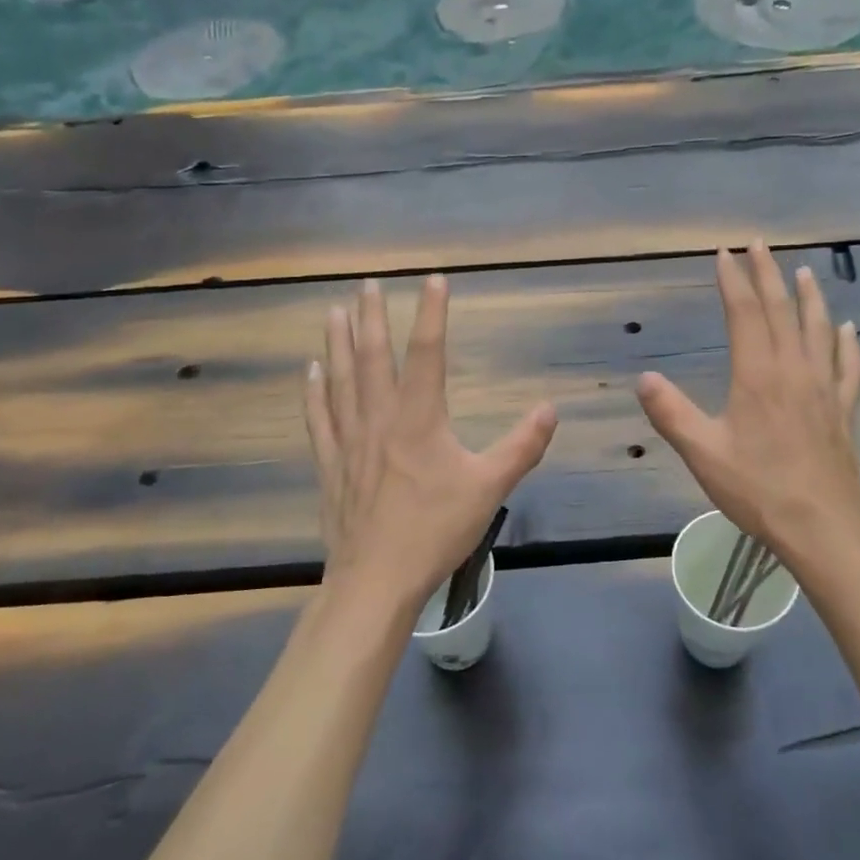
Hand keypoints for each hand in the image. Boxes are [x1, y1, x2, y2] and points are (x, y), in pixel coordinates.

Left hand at [305, 275, 557, 619]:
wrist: (377, 580)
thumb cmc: (435, 530)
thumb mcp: (489, 488)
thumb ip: (521, 446)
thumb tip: (550, 409)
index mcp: (419, 419)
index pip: (426, 354)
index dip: (431, 314)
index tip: (433, 279)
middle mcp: (379, 419)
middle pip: (372, 357)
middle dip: (372, 317)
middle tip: (366, 283)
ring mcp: (349, 440)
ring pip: (340, 380)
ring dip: (338, 343)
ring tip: (334, 310)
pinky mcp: (331, 465)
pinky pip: (319, 418)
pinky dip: (313, 391)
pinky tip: (309, 371)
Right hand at [636, 242, 859, 563]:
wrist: (822, 528)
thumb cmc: (758, 490)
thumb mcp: (703, 453)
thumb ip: (671, 413)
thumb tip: (644, 378)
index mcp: (758, 376)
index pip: (745, 315)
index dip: (733, 281)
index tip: (724, 253)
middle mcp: (794, 372)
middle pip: (782, 311)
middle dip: (769, 274)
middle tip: (760, 244)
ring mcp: (824, 390)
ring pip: (818, 330)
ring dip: (810, 298)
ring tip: (805, 272)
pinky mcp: (843, 411)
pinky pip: (848, 367)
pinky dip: (847, 343)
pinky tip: (848, 329)